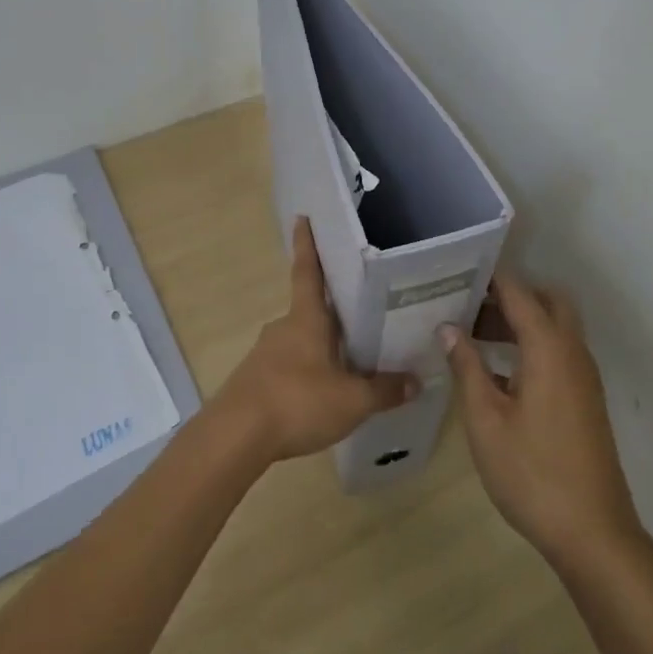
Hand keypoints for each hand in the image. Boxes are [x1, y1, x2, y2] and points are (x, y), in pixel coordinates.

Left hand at [215, 217, 417, 463]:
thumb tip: (416, 381)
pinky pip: (289, 366)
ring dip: (321, 346)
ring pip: (300, 340)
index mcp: (306, 319)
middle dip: (331, 311)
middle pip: (310, 309)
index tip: (303, 218)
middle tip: (359, 312)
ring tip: (349, 362)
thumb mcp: (352, 400)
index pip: (308, 271)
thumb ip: (384, 390)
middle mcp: (283, 327)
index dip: (307, 244)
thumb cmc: (297, 401)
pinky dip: (307, 372)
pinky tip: (321, 393)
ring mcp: (266, 353)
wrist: (236, 436)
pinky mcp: (256, 380)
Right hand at [444, 275, 642, 570]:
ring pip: (554, 326)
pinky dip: (531, 344)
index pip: (519, 291)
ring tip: (472, 334)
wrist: (593, 533)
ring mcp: (584, 376)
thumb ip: (467, 367)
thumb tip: (448, 327)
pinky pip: (558, 351)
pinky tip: (497, 370)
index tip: (455, 269)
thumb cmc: (532, 473)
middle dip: (508, 295)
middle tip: (467, 305)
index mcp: (549, 348)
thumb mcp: (486, 419)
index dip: (489, 277)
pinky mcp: (585, 398)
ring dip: (519, 320)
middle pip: (545, 300)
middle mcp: (572, 351)